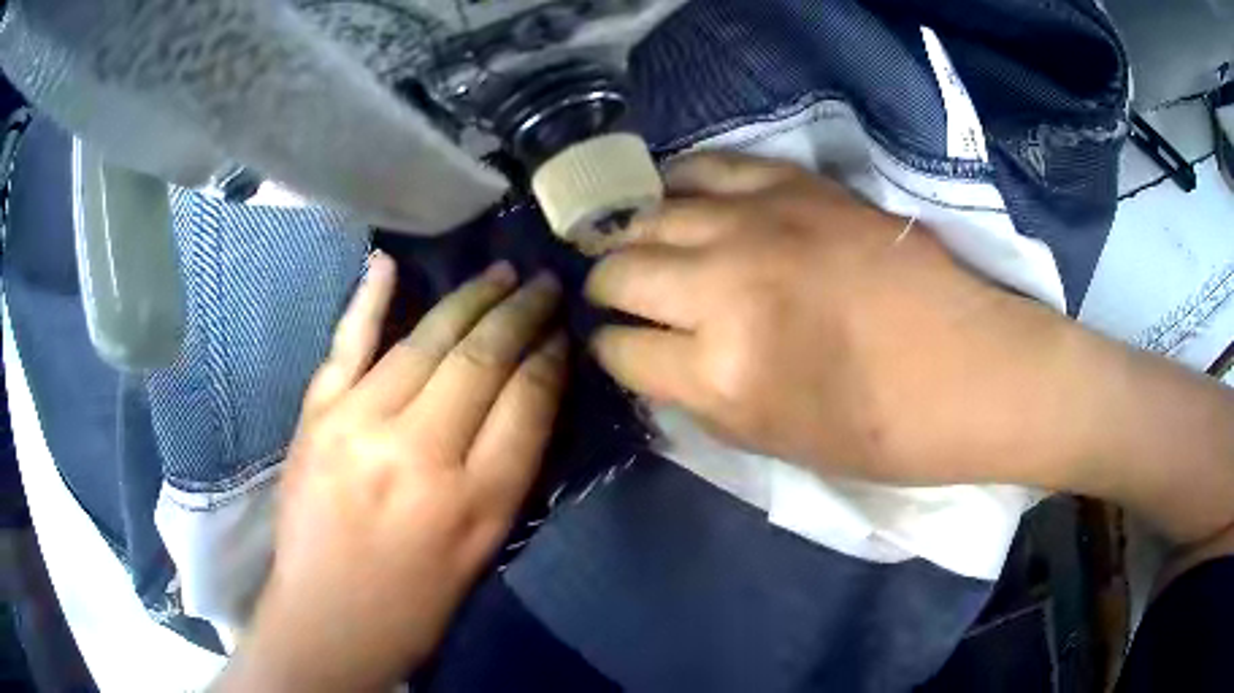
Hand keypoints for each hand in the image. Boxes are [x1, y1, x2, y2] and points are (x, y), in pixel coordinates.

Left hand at [219, 254, 565, 691]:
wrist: (325, 621)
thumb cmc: (414, 603)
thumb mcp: (482, 550)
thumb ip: (507, 472)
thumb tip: (529, 397)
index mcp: (474, 502)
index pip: (527, 404)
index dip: (551, 360)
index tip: (563, 333)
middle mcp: (419, 454)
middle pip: (482, 361)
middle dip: (522, 314)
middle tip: (544, 284)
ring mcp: (359, 426)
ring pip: (426, 342)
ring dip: (470, 299)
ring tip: (501, 273)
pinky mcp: (316, 418)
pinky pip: (347, 345)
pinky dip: (368, 300)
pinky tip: (389, 263)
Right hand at [586, 151, 1077, 484]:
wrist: (971, 370)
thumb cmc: (881, 431)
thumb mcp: (773, 443)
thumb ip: (698, 398)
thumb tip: (655, 360)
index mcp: (720, 373)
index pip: (619, 350)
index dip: (611, 352)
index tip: (620, 348)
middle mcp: (723, 288)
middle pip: (620, 271)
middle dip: (608, 290)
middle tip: (621, 297)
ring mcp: (759, 225)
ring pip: (650, 215)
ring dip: (635, 237)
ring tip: (642, 248)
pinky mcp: (796, 186)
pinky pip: (708, 166)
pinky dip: (681, 184)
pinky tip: (680, 200)